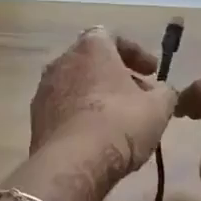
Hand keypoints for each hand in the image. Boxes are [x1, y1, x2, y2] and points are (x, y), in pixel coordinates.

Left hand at [28, 27, 177, 188]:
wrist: (73, 163)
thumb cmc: (120, 123)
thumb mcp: (158, 107)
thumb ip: (164, 92)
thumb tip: (162, 92)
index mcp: (91, 48)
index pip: (112, 36)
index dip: (136, 53)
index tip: (153, 71)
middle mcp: (61, 61)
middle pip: (92, 61)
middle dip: (116, 76)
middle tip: (138, 95)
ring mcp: (44, 90)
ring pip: (76, 85)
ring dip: (97, 96)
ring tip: (119, 119)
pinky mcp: (36, 119)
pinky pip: (64, 109)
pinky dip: (81, 115)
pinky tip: (97, 137)